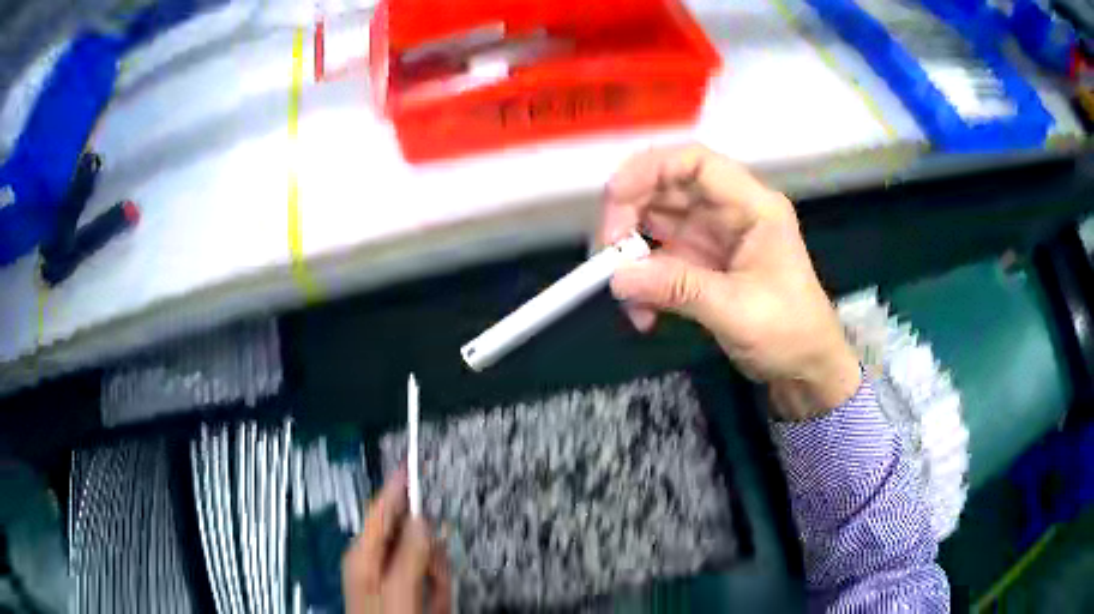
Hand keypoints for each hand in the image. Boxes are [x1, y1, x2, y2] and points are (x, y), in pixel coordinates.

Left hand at [342, 469, 450, 613]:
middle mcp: (372, 560)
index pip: (381, 508)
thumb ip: (410, 554)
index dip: (398, 485)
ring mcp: (390, 577)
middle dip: (428, 551)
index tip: (412, 462)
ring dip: (436, 574)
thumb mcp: (400, 592)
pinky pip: (429, 577)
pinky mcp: (404, 590)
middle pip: (408, 534)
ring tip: (434, 599)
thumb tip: (422, 520)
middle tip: (435, 575)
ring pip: (423, 557)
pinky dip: (438, 587)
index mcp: (363, 555)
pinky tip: (435, 604)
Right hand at [600, 144, 859, 420]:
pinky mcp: (700, 263)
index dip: (651, 169)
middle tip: (609, 255)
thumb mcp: (737, 311)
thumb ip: (679, 289)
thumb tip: (619, 279)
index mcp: (752, 207)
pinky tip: (643, 314)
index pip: (697, 163)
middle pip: (667, 189)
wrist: (806, 367)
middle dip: (630, 216)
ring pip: (656, 224)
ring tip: (626, 295)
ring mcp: (712, 237)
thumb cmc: (790, 332)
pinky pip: (659, 259)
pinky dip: (644, 282)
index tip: (614, 198)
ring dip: (633, 256)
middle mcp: (729, 212)